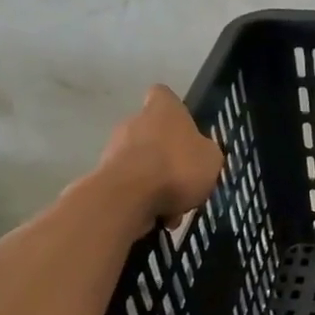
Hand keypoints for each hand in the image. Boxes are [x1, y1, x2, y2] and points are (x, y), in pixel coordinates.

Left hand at [93, 86, 223, 238]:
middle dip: (165, 154)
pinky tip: (157, 219)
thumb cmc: (177, 167)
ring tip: (174, 209)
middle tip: (184, 179)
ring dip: (155, 182)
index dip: (174, 109)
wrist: (128, 197)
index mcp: (162, 109)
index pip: (163, 95)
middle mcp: (134, 122)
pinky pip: (130, 187)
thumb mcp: (211, 159)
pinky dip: (142, 200)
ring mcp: (114, 149)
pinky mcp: (102, 177)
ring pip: (140, 164)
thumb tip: (198, 153)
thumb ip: (205, 152)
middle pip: (151, 132)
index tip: (184, 127)